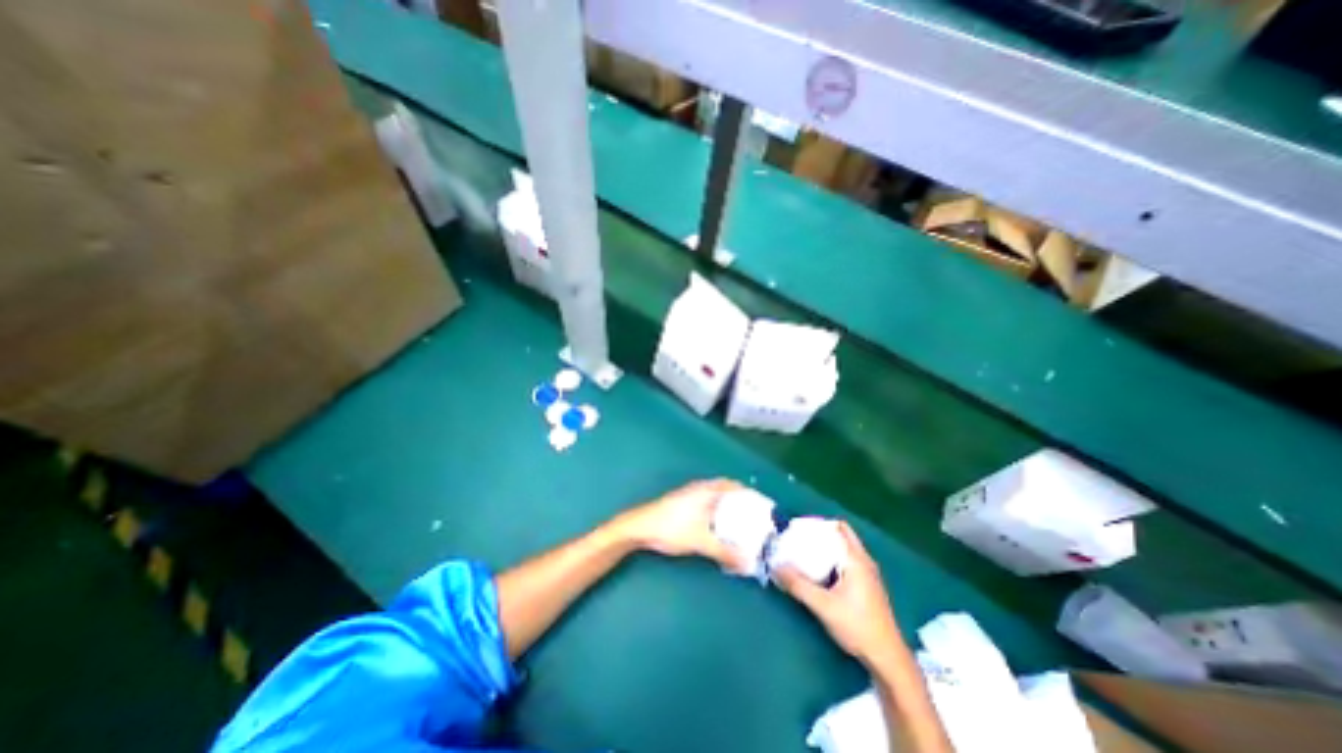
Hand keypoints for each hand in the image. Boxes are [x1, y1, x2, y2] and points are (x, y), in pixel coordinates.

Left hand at [612, 482, 749, 568]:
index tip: (763, 506)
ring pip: (715, 495)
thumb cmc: (671, 528)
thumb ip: (725, 552)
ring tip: (740, 522)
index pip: (734, 486)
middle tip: (754, 516)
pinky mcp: (682, 502)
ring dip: (727, 504)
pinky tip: (717, 524)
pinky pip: (707, 501)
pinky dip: (717, 509)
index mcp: (707, 490)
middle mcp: (700, 488)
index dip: (750, 494)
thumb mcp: (700, 542)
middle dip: (740, 500)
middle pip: (726, 489)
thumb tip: (748, 564)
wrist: (639, 527)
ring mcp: (689, 494)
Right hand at [772, 522, 904, 665]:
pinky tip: (819, 572)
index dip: (820, 523)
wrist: (887, 659)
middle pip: (841, 537)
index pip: (839, 527)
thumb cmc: (857, 626)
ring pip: (844, 551)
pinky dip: (832, 560)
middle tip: (799, 540)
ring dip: (826, 549)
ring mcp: (868, 575)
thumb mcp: (823, 605)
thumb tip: (776, 567)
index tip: (800, 528)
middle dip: (820, 535)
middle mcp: (864, 562)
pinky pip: (847, 563)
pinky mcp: (867, 587)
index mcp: (857, 559)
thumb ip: (798, 585)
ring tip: (804, 553)